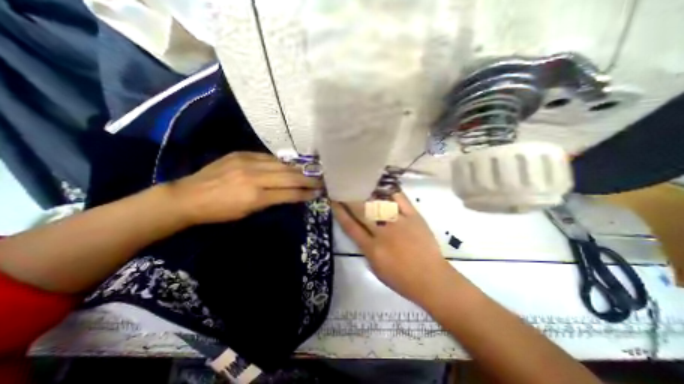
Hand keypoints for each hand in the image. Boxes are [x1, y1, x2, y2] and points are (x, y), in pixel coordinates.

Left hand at [168, 151, 323, 225]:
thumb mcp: (248, 212)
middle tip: (321, 179)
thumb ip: (271, 201)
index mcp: (255, 196)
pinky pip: (268, 157)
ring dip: (298, 169)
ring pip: (281, 164)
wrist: (188, 196)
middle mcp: (255, 176)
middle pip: (289, 176)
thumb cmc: (219, 212)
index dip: (306, 193)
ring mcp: (248, 162)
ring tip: (309, 171)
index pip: (289, 193)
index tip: (318, 192)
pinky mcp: (241, 154)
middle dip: (308, 179)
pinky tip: (288, 165)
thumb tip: (289, 194)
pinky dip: (281, 163)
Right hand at [333, 193, 455, 303]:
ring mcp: (399, 223)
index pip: (350, 226)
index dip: (340, 212)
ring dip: (367, 193)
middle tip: (344, 188)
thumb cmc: (401, 279)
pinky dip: (391, 191)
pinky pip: (400, 200)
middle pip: (362, 212)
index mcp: (372, 248)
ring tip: (360, 184)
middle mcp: (383, 233)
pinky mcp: (414, 217)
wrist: (431, 279)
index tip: (334, 201)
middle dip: (350, 199)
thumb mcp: (376, 269)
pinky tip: (383, 185)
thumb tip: (360, 232)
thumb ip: (365, 249)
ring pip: (379, 203)